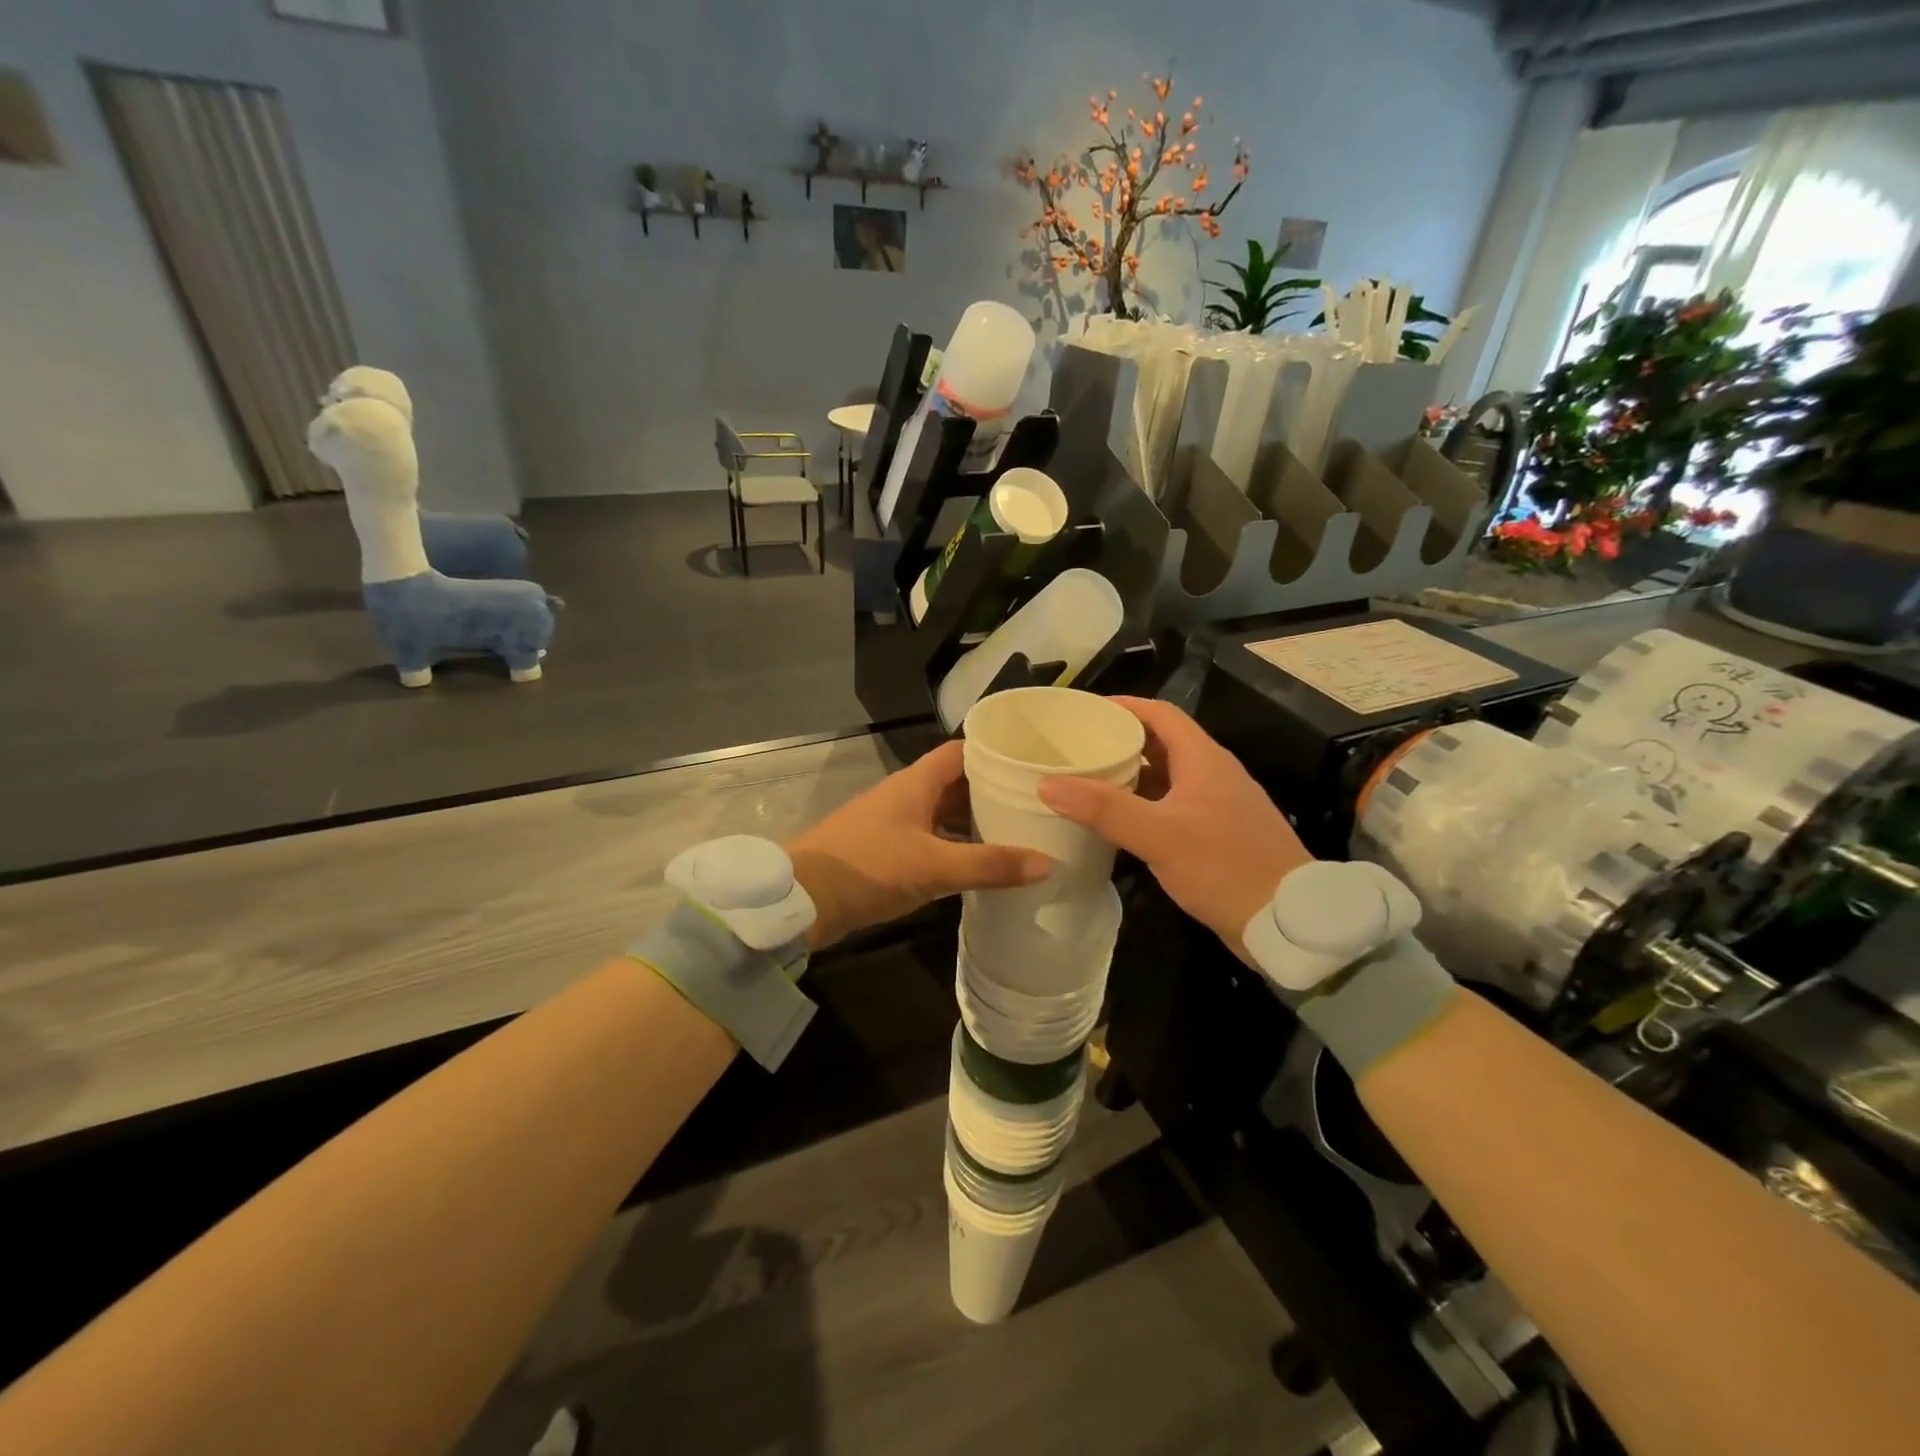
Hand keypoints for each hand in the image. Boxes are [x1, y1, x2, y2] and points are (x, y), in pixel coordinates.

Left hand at [788, 740, 1050, 948]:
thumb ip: (989, 865)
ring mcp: (895, 823)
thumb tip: (1048, 863)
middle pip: (957, 783)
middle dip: (992, 791)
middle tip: (1036, 804)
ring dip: (975, 822)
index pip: (962, 752)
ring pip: (944, 814)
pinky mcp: (888, 851)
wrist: (802, 899)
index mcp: (916, 783)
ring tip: (1019, 834)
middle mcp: (907, 795)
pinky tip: (980, 865)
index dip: (995, 753)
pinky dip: (956, 847)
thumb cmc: (869, 867)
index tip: (1032, 764)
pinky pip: (932, 840)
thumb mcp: (934, 866)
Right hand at [1037, 696, 1310, 957]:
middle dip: (1120, 743)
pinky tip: (1118, 825)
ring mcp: (1218, 806)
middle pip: (1161, 744)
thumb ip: (1104, 809)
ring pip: (1167, 778)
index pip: (1160, 713)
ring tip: (1087, 784)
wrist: (1289, 922)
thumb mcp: (1158, 835)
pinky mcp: (1219, 835)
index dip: (1123, 707)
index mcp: (1204, 759)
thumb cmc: (1224, 866)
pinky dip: (1144, 807)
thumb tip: (1048, 784)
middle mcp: (1213, 774)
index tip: (1084, 712)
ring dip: (1130, 777)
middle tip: (1077, 750)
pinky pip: (1173, 807)